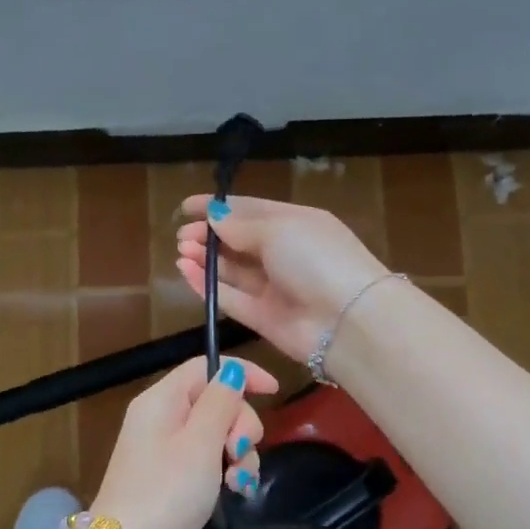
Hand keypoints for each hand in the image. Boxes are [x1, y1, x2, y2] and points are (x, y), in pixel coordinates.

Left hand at [93, 355, 278, 528]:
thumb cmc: (167, 491)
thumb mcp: (200, 442)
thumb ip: (220, 402)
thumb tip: (232, 370)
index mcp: (161, 399)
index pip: (205, 366)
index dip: (241, 374)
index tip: (275, 392)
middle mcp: (160, 418)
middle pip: (215, 401)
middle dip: (240, 425)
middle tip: (239, 452)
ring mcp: (164, 450)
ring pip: (216, 434)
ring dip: (238, 454)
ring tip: (239, 482)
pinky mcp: (171, 479)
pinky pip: (207, 461)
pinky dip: (225, 471)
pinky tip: (236, 491)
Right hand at [175, 195, 390, 364]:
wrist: (348, 322)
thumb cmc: (316, 259)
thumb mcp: (279, 229)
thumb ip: (240, 224)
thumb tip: (214, 215)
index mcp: (296, 223)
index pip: (251, 209)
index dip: (219, 206)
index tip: (186, 206)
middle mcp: (285, 253)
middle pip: (239, 240)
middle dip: (209, 234)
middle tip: (182, 235)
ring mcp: (274, 287)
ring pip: (232, 269)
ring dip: (206, 258)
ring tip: (181, 250)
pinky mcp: (263, 317)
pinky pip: (230, 298)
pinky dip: (207, 285)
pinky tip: (186, 271)